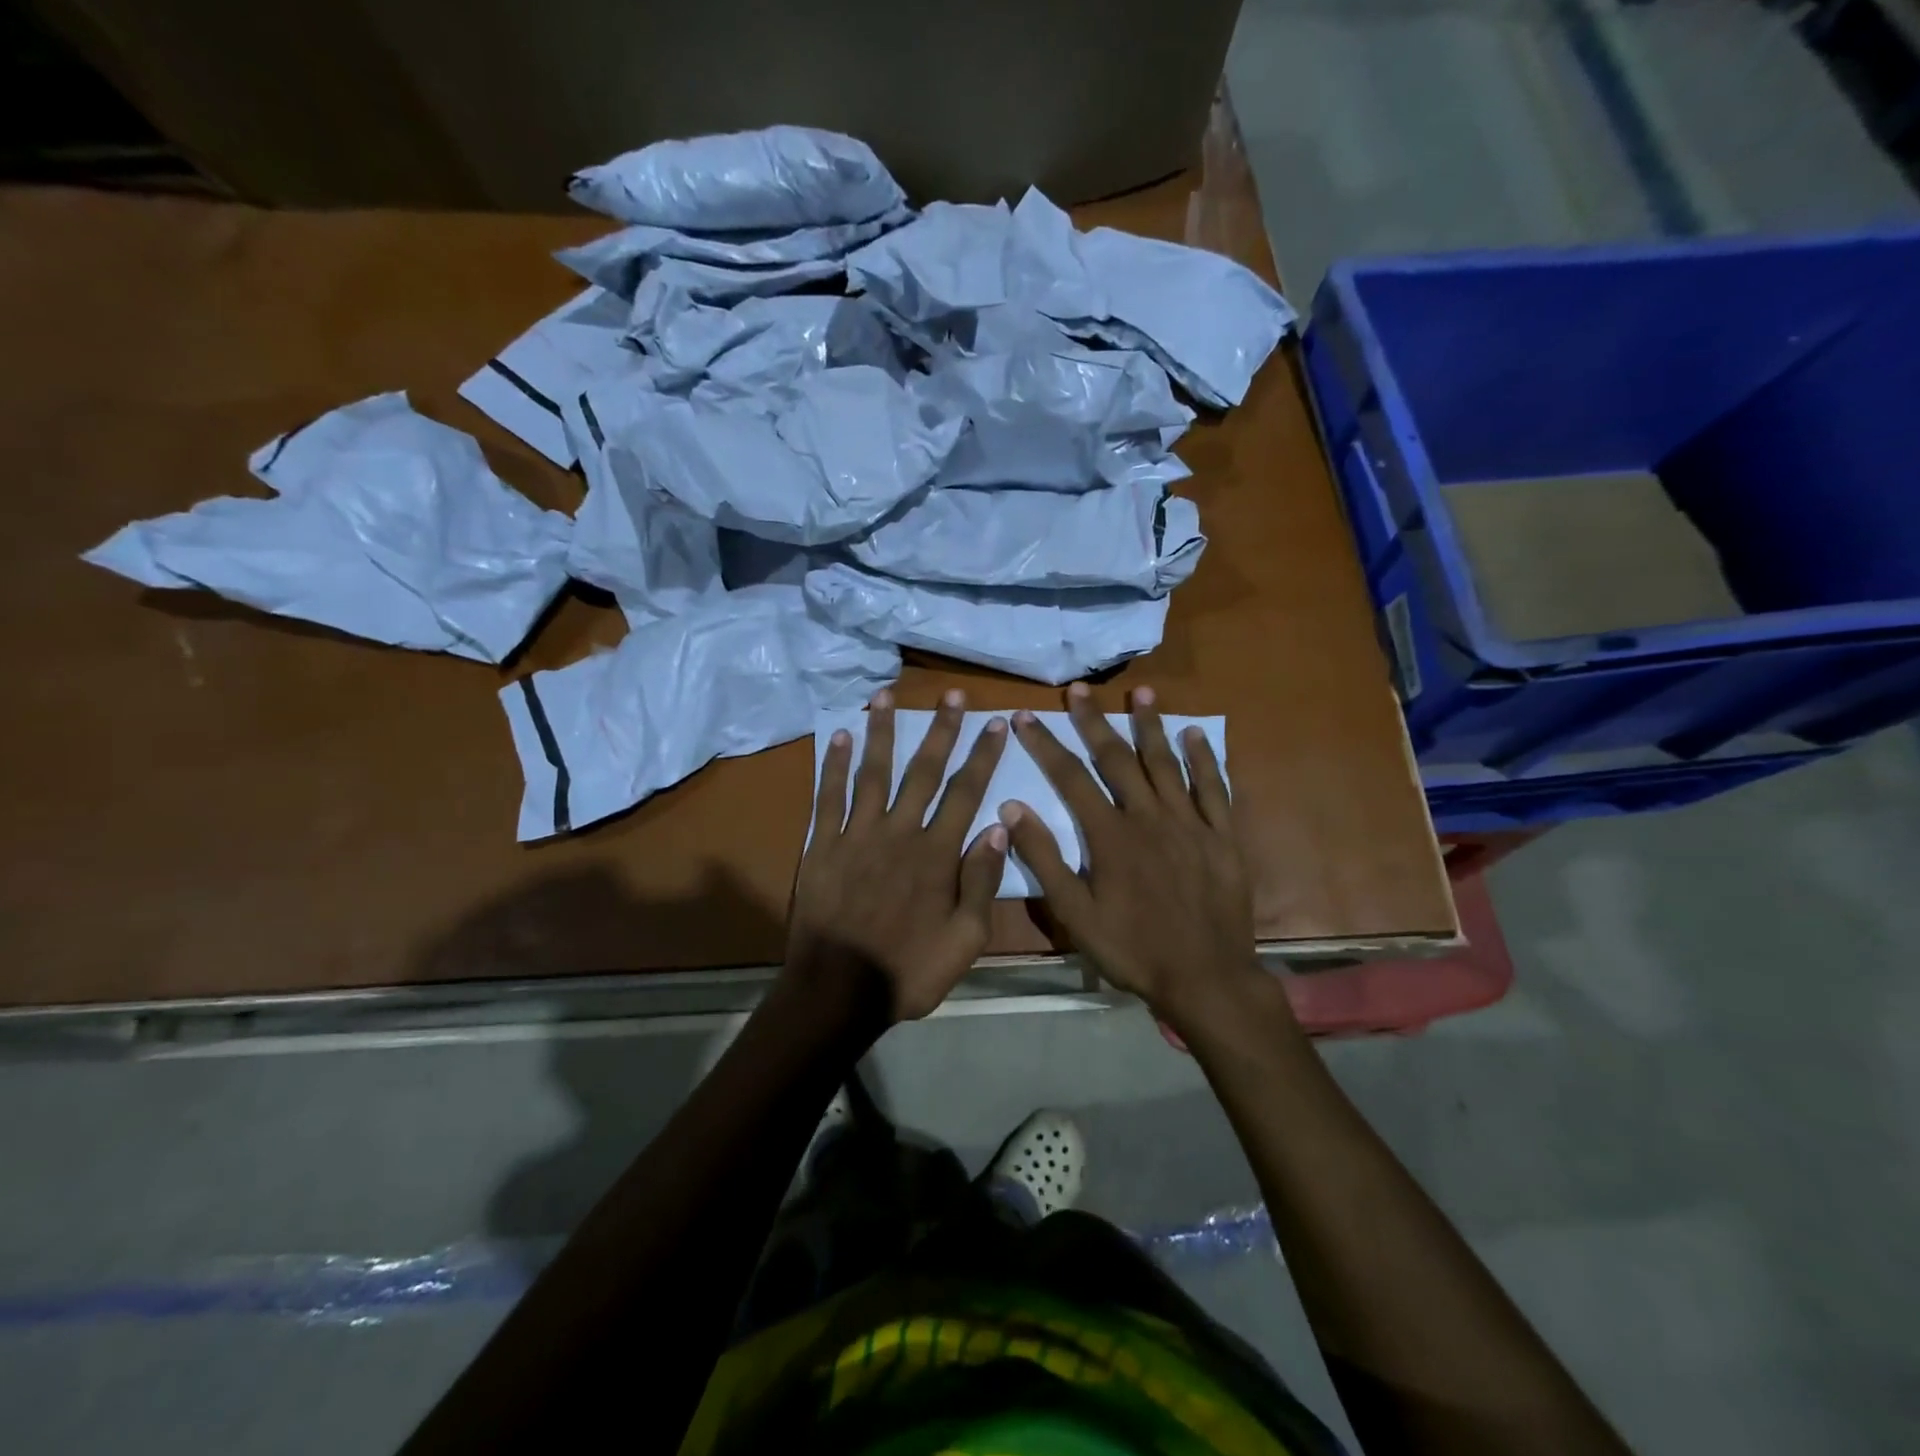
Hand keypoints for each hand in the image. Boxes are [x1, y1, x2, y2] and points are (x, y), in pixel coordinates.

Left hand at [788, 688, 1008, 1022]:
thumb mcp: (965, 940)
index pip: (966, 793)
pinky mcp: (823, 846)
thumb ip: (982, 882)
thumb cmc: (908, 970)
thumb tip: (998, 829)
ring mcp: (857, 835)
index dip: (982, 755)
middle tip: (951, 694)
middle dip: (940, 730)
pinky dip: (835, 765)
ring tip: (887, 695)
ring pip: (873, 772)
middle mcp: (899, 833)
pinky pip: (829, 797)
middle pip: (923, 771)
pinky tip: (840, 736)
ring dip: (882, 732)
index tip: (995, 723)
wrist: (838, 991)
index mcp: (936, 855)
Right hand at [999, 683, 1270, 1034]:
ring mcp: (1190, 823)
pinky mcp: (1222, 836)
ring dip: (1151, 725)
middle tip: (1079, 689)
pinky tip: (1195, 734)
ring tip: (1141, 692)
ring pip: (1166, 763)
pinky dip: (1204, 759)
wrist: (1206, 977)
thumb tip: (1012, 808)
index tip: (1024, 716)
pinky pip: (1214, 788)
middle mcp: (1149, 816)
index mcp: (1110, 834)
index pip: (1070, 777)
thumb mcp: (1075, 913)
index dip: (1044, 744)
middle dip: (1094, 721)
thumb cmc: (1132, 948)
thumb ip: (1044, 858)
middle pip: (1117, 758)